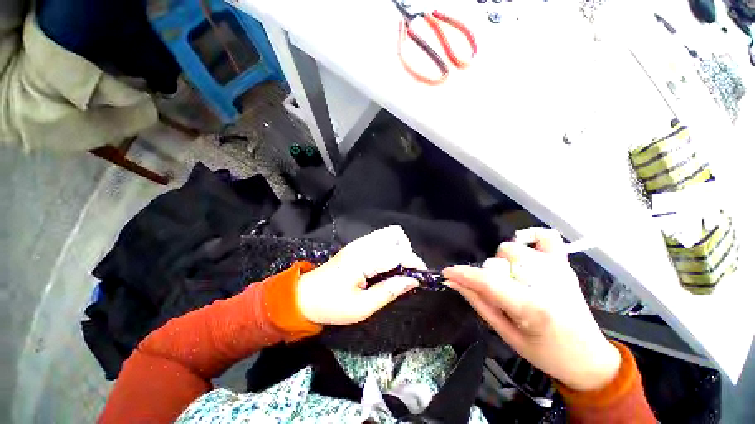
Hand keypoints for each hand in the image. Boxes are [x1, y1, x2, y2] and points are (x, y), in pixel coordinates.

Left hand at [297, 226, 424, 324]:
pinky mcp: (357, 245)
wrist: (304, 296)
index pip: (397, 252)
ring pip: (389, 233)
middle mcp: (362, 245)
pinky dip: (390, 248)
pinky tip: (386, 266)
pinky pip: (381, 239)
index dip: (414, 262)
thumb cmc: (331, 305)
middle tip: (405, 272)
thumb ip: (389, 292)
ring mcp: (359, 243)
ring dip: (399, 248)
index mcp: (362, 259)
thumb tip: (412, 281)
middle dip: (407, 251)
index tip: (421, 277)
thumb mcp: (361, 307)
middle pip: (395, 233)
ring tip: (397, 269)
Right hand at [443, 228, 620, 391]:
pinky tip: (525, 251)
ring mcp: (557, 269)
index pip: (489, 281)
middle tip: (499, 295)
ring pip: (511, 248)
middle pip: (499, 261)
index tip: (447, 273)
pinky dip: (530, 237)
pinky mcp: (564, 264)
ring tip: (514, 281)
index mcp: (533, 307)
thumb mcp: (506, 334)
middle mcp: (547, 282)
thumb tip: (453, 282)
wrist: (589, 358)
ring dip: (504, 263)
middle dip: (489, 276)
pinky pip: (546, 236)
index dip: (463, 274)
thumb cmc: (546, 353)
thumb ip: (478, 303)